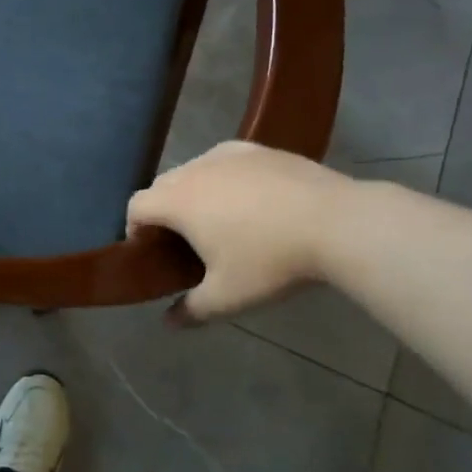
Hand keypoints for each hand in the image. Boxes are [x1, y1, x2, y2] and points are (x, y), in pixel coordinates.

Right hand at [128, 142, 349, 323]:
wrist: (336, 222)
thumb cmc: (271, 260)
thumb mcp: (228, 297)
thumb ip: (192, 310)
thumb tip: (168, 323)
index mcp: (177, 201)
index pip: (136, 206)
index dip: (135, 229)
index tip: (153, 251)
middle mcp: (194, 169)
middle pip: (162, 185)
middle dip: (164, 210)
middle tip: (185, 241)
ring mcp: (227, 154)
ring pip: (194, 170)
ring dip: (194, 192)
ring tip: (220, 219)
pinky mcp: (258, 148)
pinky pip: (225, 161)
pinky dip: (224, 177)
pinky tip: (251, 198)